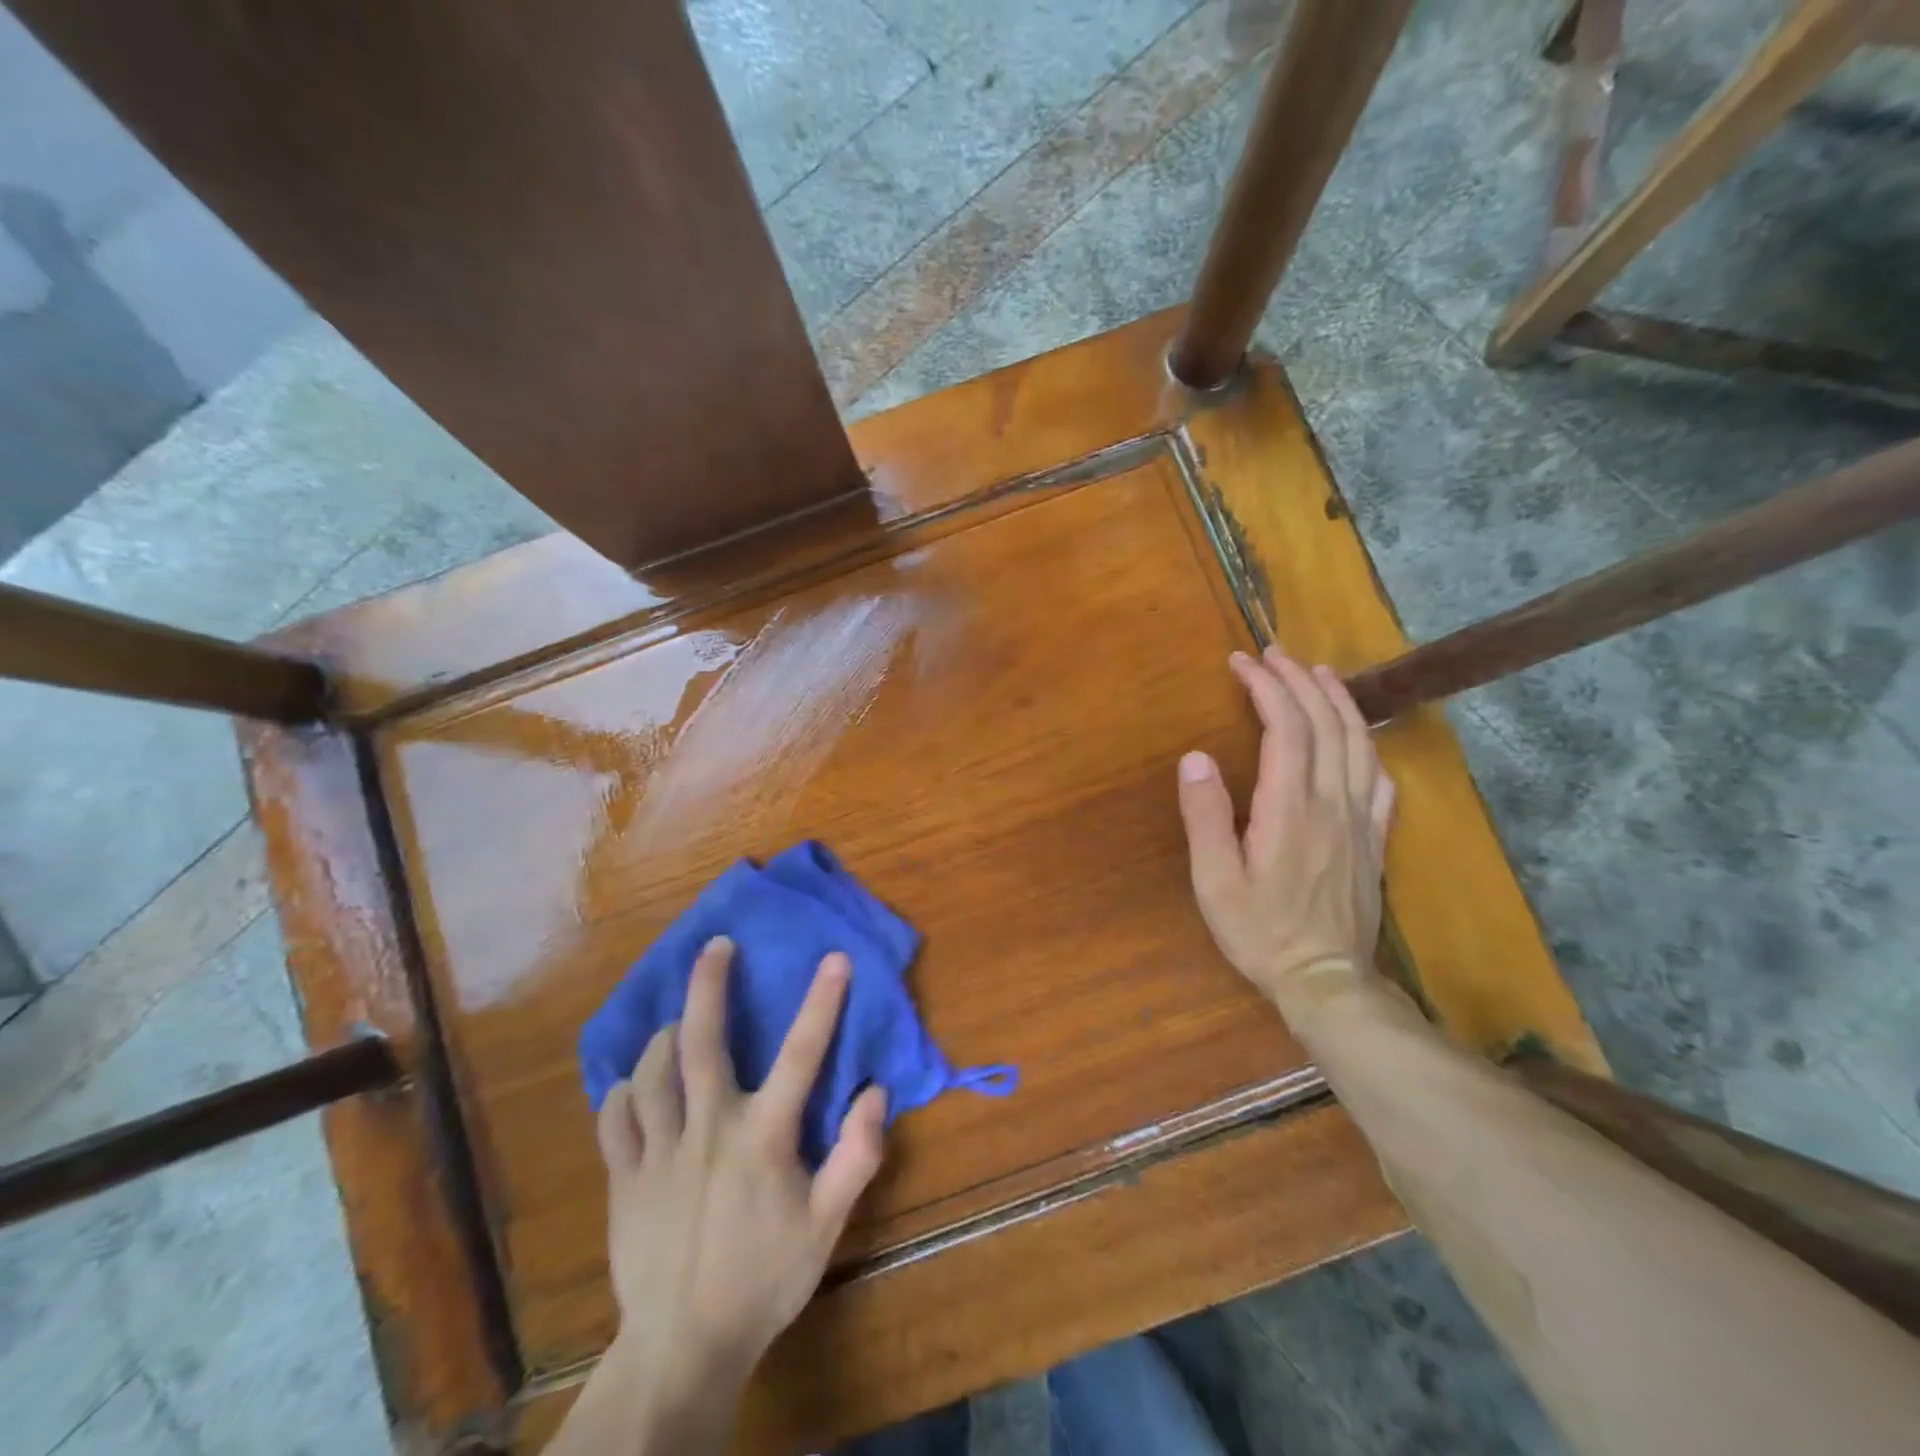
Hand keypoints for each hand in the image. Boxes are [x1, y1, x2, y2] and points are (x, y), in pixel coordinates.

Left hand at [592, 937, 887, 1422]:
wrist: (683, 1349)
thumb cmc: (764, 1280)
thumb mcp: (825, 1227)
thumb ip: (855, 1157)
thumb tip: (875, 1093)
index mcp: (761, 1138)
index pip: (800, 1054)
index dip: (821, 1002)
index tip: (834, 957)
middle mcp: (707, 1129)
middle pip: (701, 1042)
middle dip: (709, 984)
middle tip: (716, 946)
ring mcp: (657, 1152)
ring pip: (652, 1071)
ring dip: (667, 1034)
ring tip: (679, 1020)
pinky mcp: (622, 1179)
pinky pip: (614, 1117)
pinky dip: (624, 1090)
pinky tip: (635, 1083)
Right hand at [1176, 649, 1395, 1025]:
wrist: (1326, 979)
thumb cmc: (1260, 930)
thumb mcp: (1214, 880)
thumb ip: (1205, 816)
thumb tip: (1195, 757)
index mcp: (1290, 809)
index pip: (1286, 729)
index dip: (1266, 688)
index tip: (1241, 664)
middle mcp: (1331, 803)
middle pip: (1324, 725)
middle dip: (1297, 681)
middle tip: (1272, 655)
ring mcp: (1360, 819)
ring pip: (1358, 743)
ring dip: (1337, 701)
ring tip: (1317, 672)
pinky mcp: (1374, 838)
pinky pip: (1379, 778)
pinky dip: (1368, 743)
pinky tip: (1358, 734)